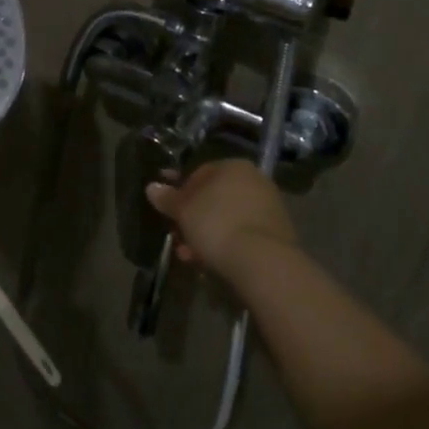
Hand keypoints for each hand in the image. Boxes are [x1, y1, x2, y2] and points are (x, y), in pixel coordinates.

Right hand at [145, 159, 295, 278]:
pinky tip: (207, 262)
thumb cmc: (217, 224)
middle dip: (192, 217)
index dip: (179, 191)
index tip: (167, 208)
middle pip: (213, 198)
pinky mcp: (276, 235)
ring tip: (187, 254)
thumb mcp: (183, 210)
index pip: (199, 173)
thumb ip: (167, 198)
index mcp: (233, 166)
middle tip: (176, 234)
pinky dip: (224, 244)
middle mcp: (254, 181)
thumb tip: (152, 187)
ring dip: (205, 234)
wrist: (263, 262)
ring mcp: (268, 208)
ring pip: (226, 218)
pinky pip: (241, 234)